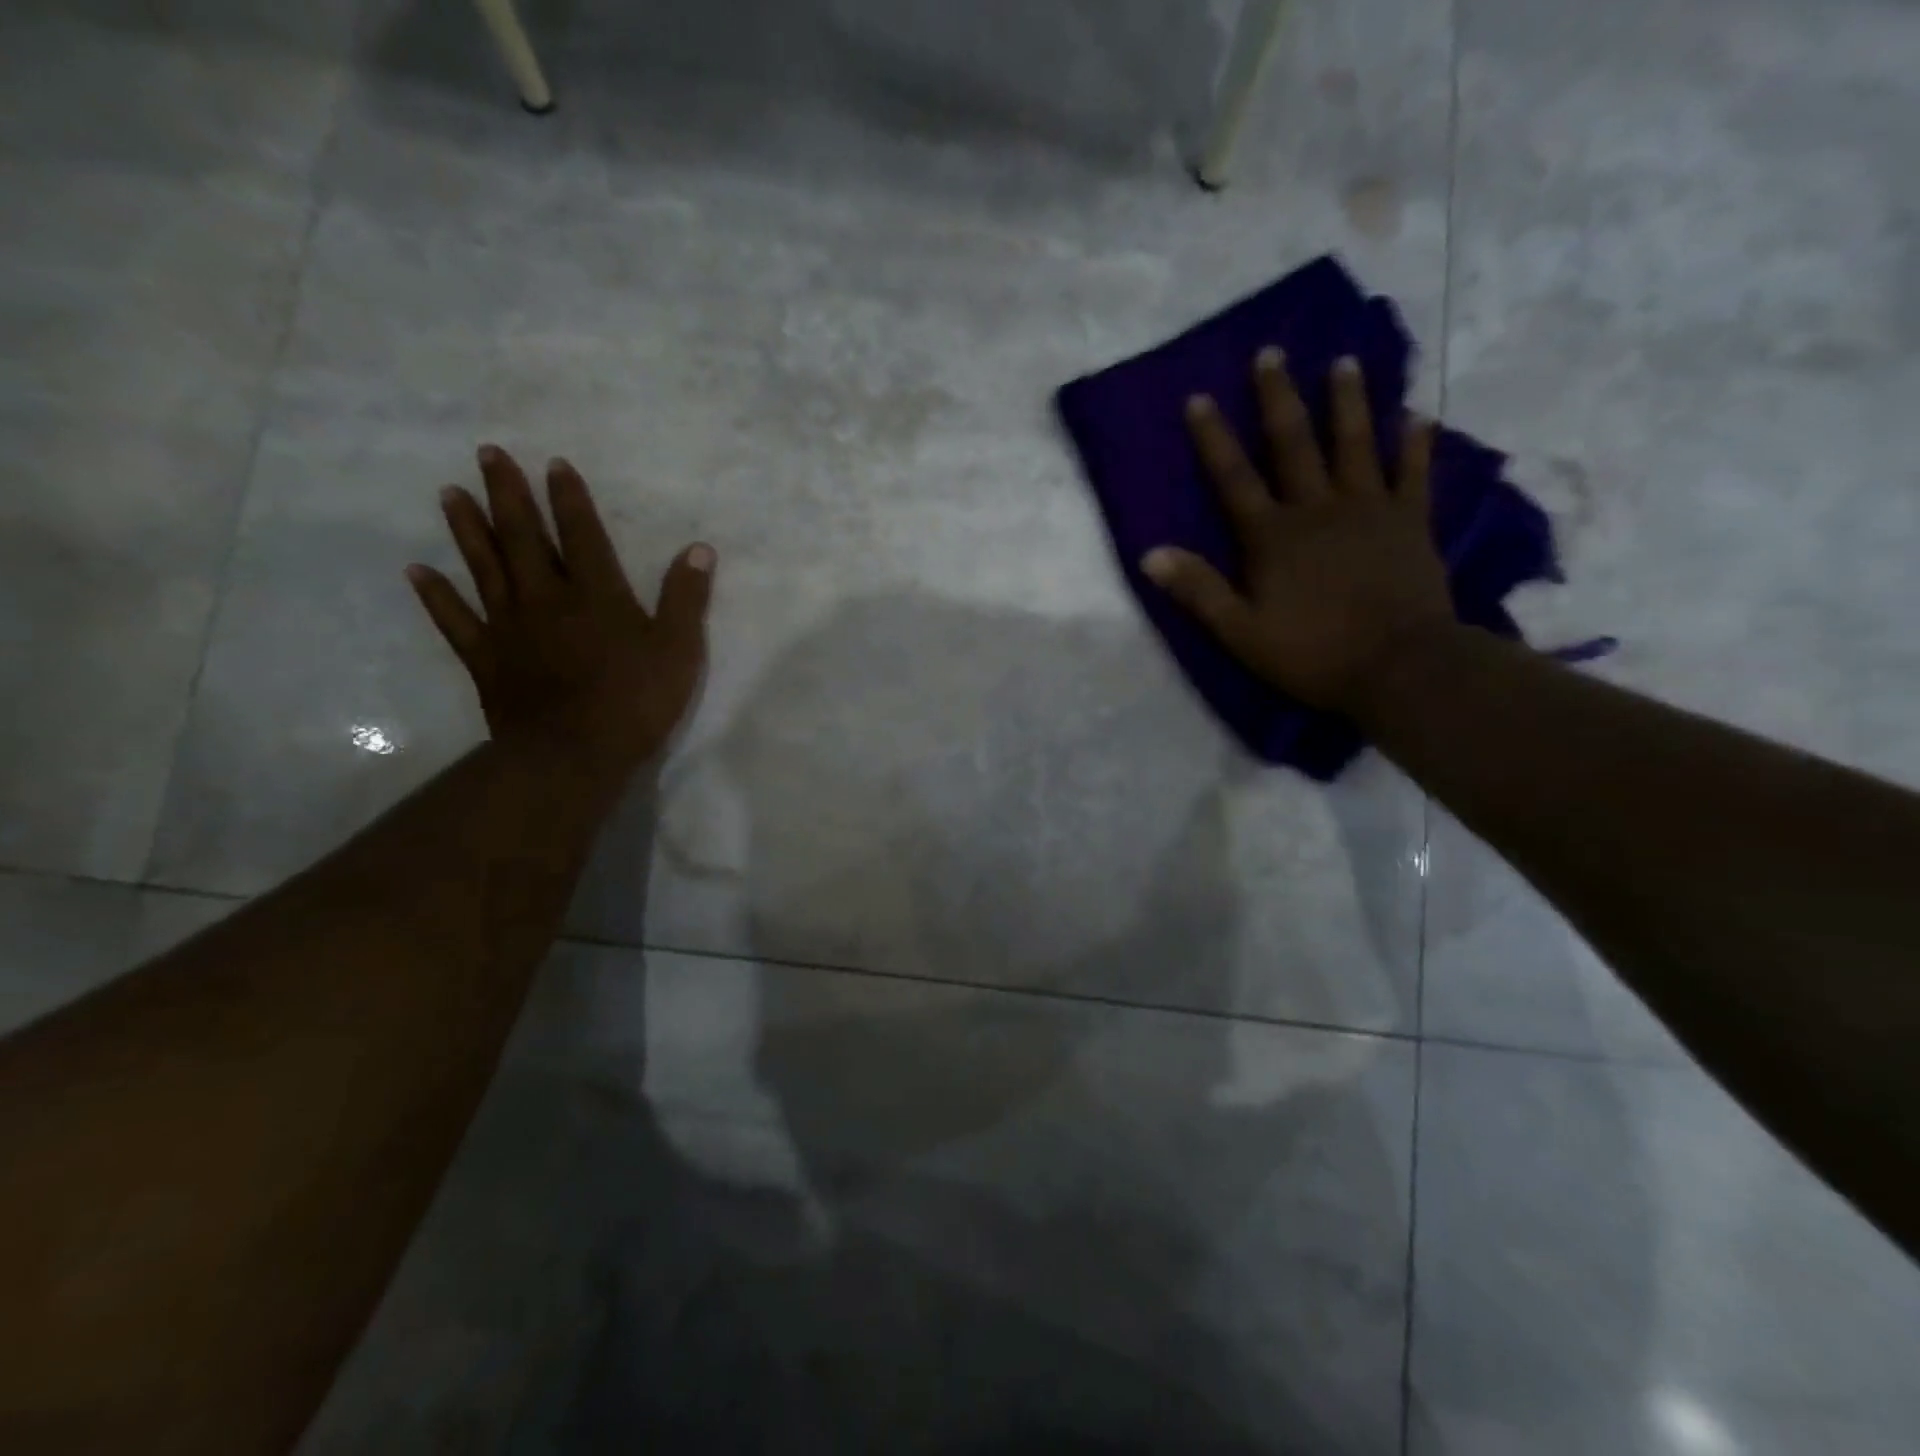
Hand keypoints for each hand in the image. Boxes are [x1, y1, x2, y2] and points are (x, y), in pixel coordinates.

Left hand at [406, 445, 713, 773]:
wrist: (574, 754)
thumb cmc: (635, 701)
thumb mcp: (678, 649)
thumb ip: (686, 598)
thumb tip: (699, 549)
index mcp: (596, 594)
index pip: (582, 534)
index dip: (570, 499)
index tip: (554, 463)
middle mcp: (546, 599)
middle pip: (524, 538)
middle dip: (508, 495)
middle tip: (487, 454)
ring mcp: (510, 628)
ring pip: (486, 568)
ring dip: (468, 529)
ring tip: (449, 493)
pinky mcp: (487, 659)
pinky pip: (456, 620)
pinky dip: (436, 595)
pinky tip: (417, 571)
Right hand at [1142, 350, 1454, 714]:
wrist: (1399, 667)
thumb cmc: (1312, 653)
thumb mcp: (1240, 632)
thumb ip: (1198, 590)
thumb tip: (1150, 555)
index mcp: (1272, 537)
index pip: (1234, 479)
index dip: (1214, 438)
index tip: (1199, 397)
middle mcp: (1318, 509)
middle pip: (1294, 445)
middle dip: (1278, 399)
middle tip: (1271, 352)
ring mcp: (1370, 509)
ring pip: (1355, 444)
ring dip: (1348, 402)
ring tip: (1345, 362)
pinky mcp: (1411, 522)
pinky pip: (1414, 473)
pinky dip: (1415, 443)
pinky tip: (1417, 414)